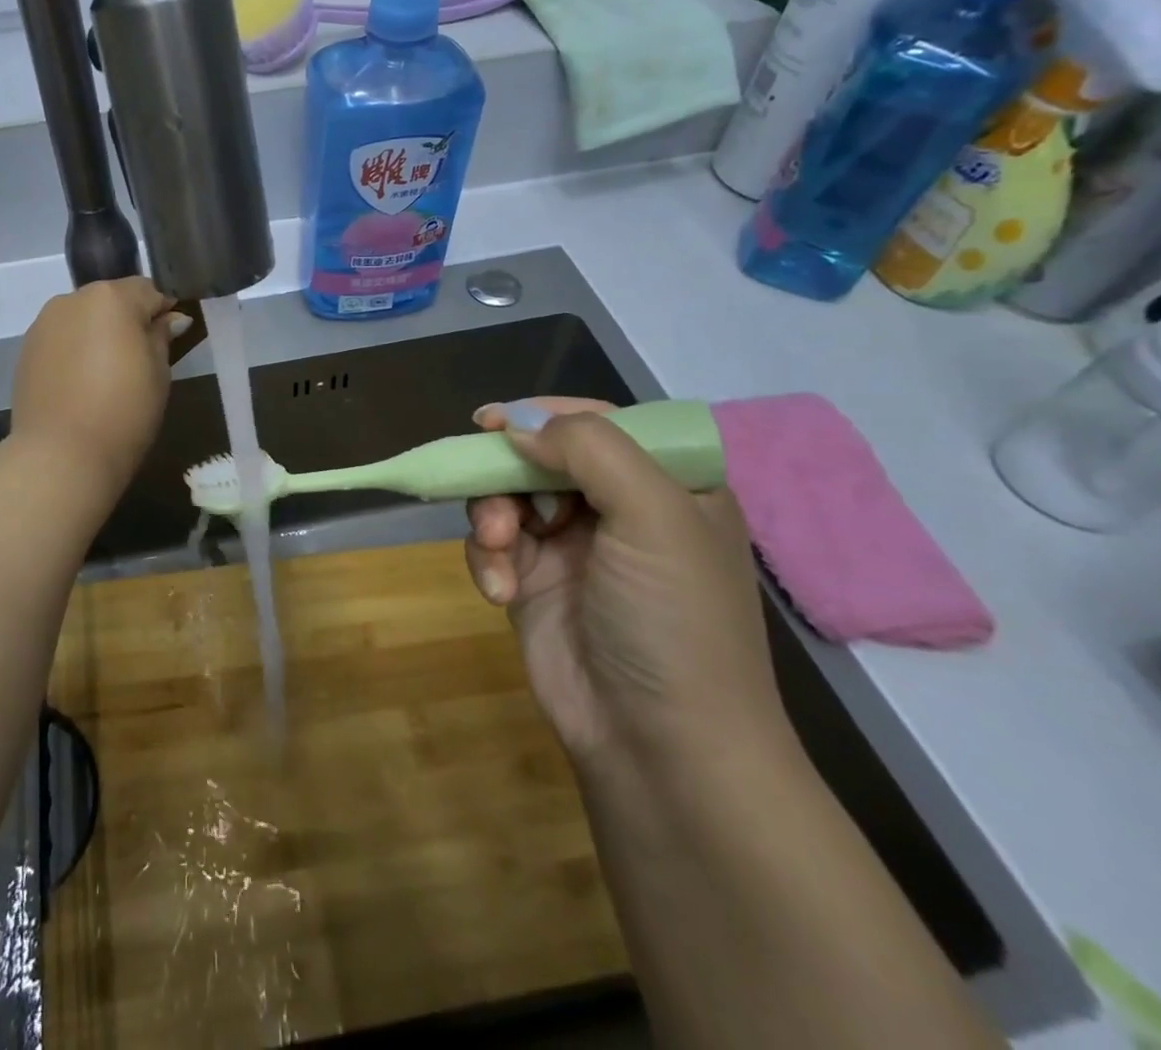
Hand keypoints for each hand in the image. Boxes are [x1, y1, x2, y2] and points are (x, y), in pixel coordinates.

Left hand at [11, 279, 187, 492]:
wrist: (62, 454)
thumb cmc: (124, 410)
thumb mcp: (158, 372)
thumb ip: (161, 336)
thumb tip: (170, 318)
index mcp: (111, 297)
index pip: (148, 290)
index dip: (163, 311)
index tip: (171, 338)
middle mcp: (72, 300)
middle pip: (111, 301)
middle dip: (127, 321)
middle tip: (140, 360)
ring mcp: (44, 324)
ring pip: (82, 318)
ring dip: (97, 334)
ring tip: (106, 375)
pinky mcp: (26, 350)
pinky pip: (61, 339)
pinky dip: (74, 351)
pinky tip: (81, 384)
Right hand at [465, 398, 789, 772]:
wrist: (658, 745)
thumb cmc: (673, 619)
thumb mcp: (654, 516)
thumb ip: (590, 450)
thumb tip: (516, 427)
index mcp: (668, 484)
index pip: (601, 423)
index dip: (546, 414)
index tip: (493, 422)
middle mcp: (619, 508)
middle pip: (541, 456)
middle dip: (508, 473)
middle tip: (488, 492)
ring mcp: (573, 547)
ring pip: (507, 496)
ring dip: (492, 516)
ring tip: (498, 547)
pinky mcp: (534, 582)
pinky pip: (493, 544)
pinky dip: (487, 559)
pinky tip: (500, 592)